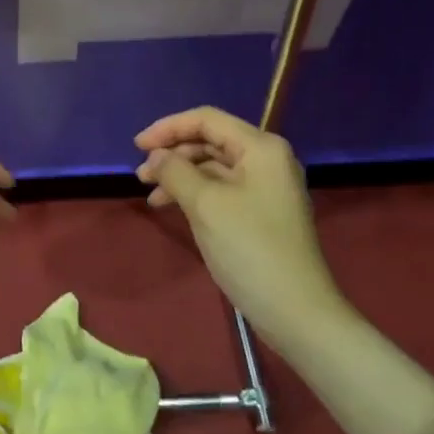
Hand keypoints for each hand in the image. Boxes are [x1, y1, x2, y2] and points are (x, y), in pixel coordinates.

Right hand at [135, 107, 344, 351]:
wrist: (296, 313)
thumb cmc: (250, 249)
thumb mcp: (205, 204)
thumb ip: (175, 171)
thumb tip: (157, 156)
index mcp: (260, 148)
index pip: (206, 120)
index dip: (168, 128)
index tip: (137, 147)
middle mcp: (267, 160)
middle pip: (210, 142)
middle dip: (173, 154)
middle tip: (141, 176)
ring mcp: (266, 188)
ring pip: (213, 167)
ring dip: (180, 176)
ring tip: (151, 195)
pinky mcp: (261, 213)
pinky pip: (222, 190)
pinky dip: (195, 194)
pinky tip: (172, 208)